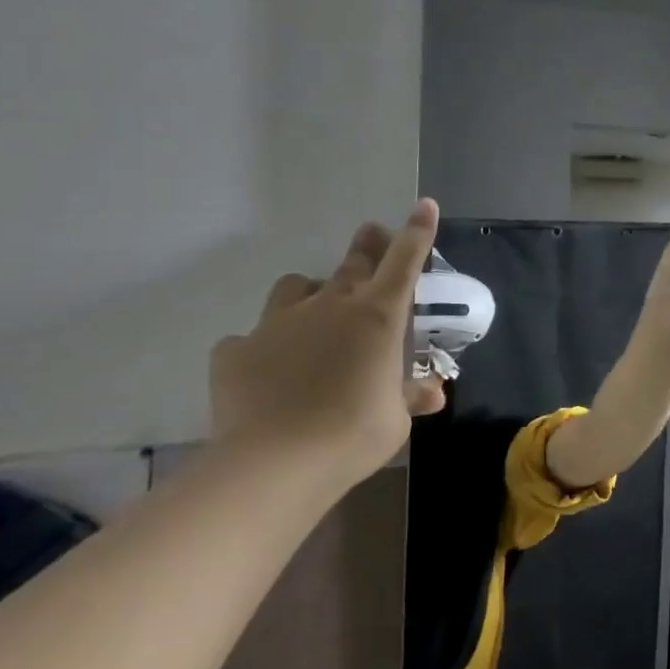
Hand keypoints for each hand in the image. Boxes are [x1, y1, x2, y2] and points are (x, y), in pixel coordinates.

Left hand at [209, 202, 445, 488]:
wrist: (275, 463)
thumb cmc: (354, 434)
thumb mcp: (395, 418)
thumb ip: (409, 395)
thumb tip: (433, 392)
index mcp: (377, 317)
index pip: (403, 262)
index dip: (416, 231)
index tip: (423, 205)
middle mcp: (330, 307)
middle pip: (352, 264)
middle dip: (366, 246)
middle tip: (371, 234)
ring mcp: (279, 324)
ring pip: (296, 288)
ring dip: (311, 292)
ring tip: (313, 313)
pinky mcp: (237, 350)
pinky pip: (252, 337)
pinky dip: (264, 346)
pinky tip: (266, 369)